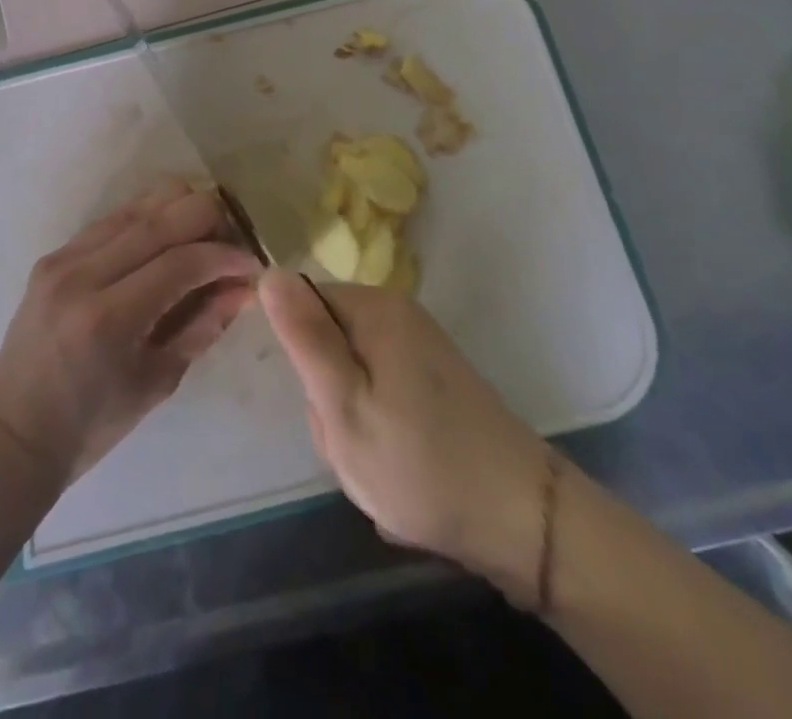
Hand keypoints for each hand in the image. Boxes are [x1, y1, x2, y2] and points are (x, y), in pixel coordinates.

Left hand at [0, 179, 259, 485]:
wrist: (14, 427)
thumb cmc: (91, 424)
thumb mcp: (158, 382)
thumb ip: (203, 325)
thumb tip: (244, 285)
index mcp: (107, 319)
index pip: (180, 261)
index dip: (225, 256)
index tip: (252, 263)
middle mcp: (82, 275)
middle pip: (161, 217)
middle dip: (208, 219)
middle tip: (231, 242)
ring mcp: (63, 258)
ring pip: (137, 205)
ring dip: (179, 211)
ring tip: (203, 237)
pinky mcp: (55, 253)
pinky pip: (113, 219)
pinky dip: (148, 220)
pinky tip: (166, 241)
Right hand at [260, 270, 555, 603]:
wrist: (523, 520)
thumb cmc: (421, 464)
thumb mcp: (345, 406)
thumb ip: (305, 338)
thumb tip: (269, 271)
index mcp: (374, 309)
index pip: (301, 307)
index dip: (300, 359)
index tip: (320, 404)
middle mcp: (397, 314)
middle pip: (325, 340)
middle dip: (325, 396)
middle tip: (351, 442)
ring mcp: (418, 346)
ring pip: (349, 372)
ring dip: (349, 419)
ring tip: (376, 460)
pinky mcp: (432, 378)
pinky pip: (378, 389)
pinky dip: (377, 427)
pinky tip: (397, 463)